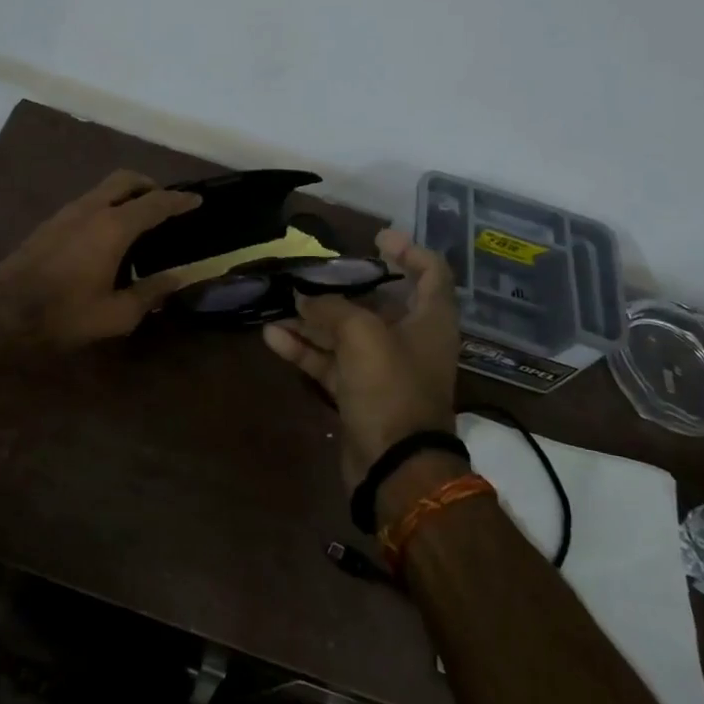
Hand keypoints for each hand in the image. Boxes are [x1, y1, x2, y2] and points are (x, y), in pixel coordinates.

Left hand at [0, 170, 200, 352]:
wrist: (3, 314)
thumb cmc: (65, 316)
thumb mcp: (117, 314)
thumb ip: (151, 292)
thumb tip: (177, 278)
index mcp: (112, 227)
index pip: (155, 203)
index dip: (179, 201)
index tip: (197, 200)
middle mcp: (90, 210)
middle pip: (125, 180)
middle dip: (149, 185)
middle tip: (164, 203)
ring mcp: (64, 213)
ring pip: (102, 189)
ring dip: (124, 195)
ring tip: (137, 220)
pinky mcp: (48, 224)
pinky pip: (86, 203)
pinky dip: (104, 207)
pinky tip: (105, 236)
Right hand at [262, 229, 462, 501]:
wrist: (395, 466)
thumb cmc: (391, 388)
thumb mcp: (362, 335)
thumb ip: (332, 308)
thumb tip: (304, 296)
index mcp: (429, 320)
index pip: (431, 273)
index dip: (409, 250)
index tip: (377, 237)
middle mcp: (409, 340)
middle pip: (379, 302)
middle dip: (345, 285)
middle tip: (314, 271)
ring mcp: (382, 369)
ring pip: (345, 333)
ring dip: (313, 318)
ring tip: (280, 301)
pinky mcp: (358, 393)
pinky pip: (329, 362)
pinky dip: (304, 349)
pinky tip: (272, 336)